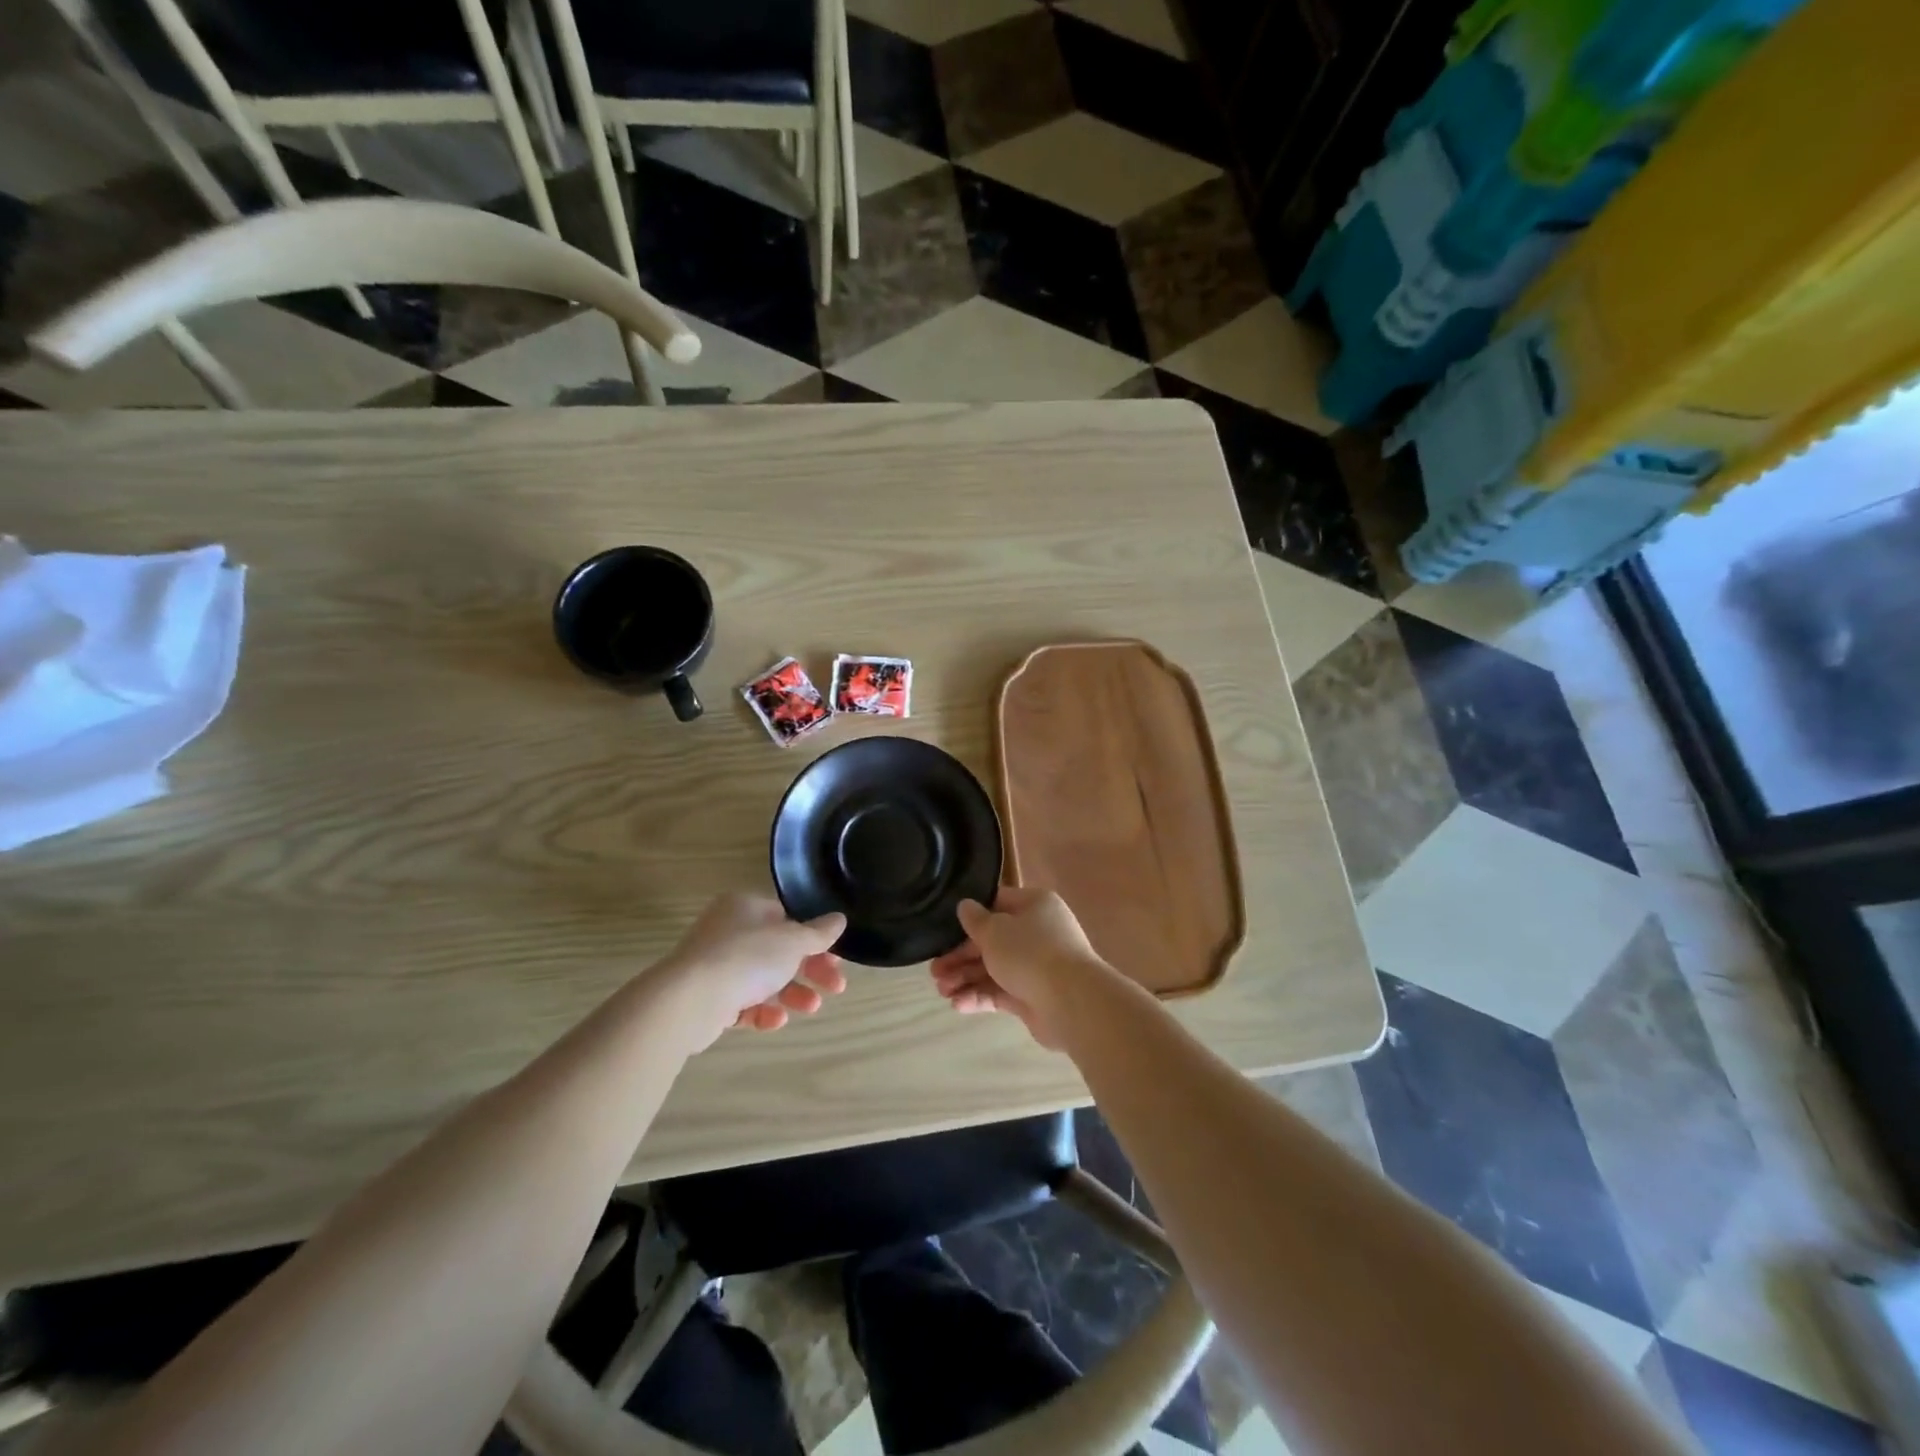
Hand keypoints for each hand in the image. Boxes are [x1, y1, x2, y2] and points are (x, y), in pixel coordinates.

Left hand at [662, 892, 847, 1049]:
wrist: (690, 999)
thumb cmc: (746, 957)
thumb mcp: (792, 940)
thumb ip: (818, 932)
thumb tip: (839, 919)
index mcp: (745, 907)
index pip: (787, 917)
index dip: (814, 938)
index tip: (835, 957)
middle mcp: (728, 931)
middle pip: (779, 950)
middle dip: (810, 970)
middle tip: (836, 987)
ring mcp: (716, 965)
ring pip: (763, 979)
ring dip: (792, 993)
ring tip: (811, 1008)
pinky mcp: (708, 998)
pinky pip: (743, 1003)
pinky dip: (762, 1011)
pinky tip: (776, 1020)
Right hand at [929, 887, 1109, 1049]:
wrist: (1071, 1002)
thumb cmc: (1030, 953)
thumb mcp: (994, 930)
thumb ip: (975, 920)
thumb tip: (965, 906)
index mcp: (1033, 905)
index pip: (996, 904)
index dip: (969, 917)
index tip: (944, 930)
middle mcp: (1037, 932)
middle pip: (991, 940)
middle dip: (960, 956)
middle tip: (934, 971)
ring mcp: (1036, 966)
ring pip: (993, 968)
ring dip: (966, 978)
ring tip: (941, 990)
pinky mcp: (1032, 995)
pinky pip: (1001, 991)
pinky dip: (980, 996)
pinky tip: (958, 1004)